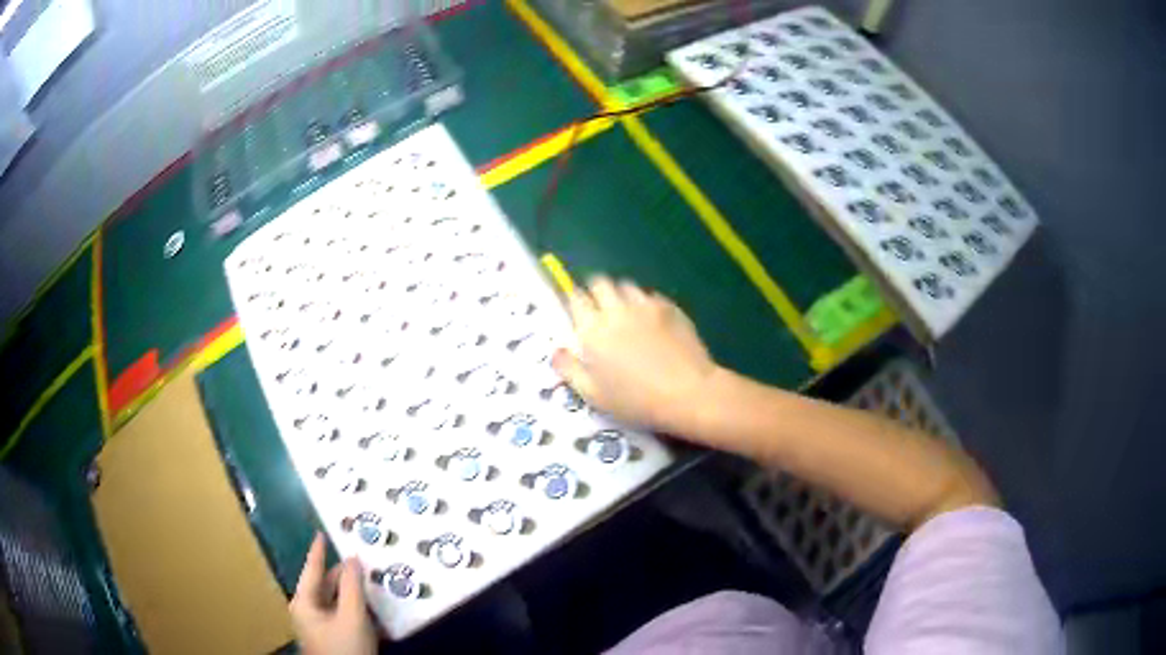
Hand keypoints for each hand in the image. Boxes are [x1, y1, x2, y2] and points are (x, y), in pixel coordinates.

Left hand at [289, 533, 376, 654]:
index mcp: (304, 602)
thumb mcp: (352, 616)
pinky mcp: (331, 639)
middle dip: (344, 576)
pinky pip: (342, 617)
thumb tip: (353, 560)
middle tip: (363, 563)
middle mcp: (307, 611)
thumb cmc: (345, 647)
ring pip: (336, 603)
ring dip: (353, 595)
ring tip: (371, 583)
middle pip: (326, 586)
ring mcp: (318, 627)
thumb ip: (352, 586)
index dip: (318, 550)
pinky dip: (356, 611)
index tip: (321, 532)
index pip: (311, 569)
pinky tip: (372, 611)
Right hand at [552, 277, 717, 431]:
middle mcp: (616, 309)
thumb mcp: (594, 395)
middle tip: (600, 313)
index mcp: (593, 329)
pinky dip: (645, 304)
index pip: (575, 297)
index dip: (573, 301)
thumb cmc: (636, 400)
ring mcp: (646, 305)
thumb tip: (556, 351)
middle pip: (600, 283)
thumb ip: (570, 370)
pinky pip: (651, 296)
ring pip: (626, 286)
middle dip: (596, 293)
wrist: (688, 393)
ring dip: (621, 296)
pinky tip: (652, 323)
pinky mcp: (670, 307)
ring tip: (626, 316)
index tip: (575, 313)